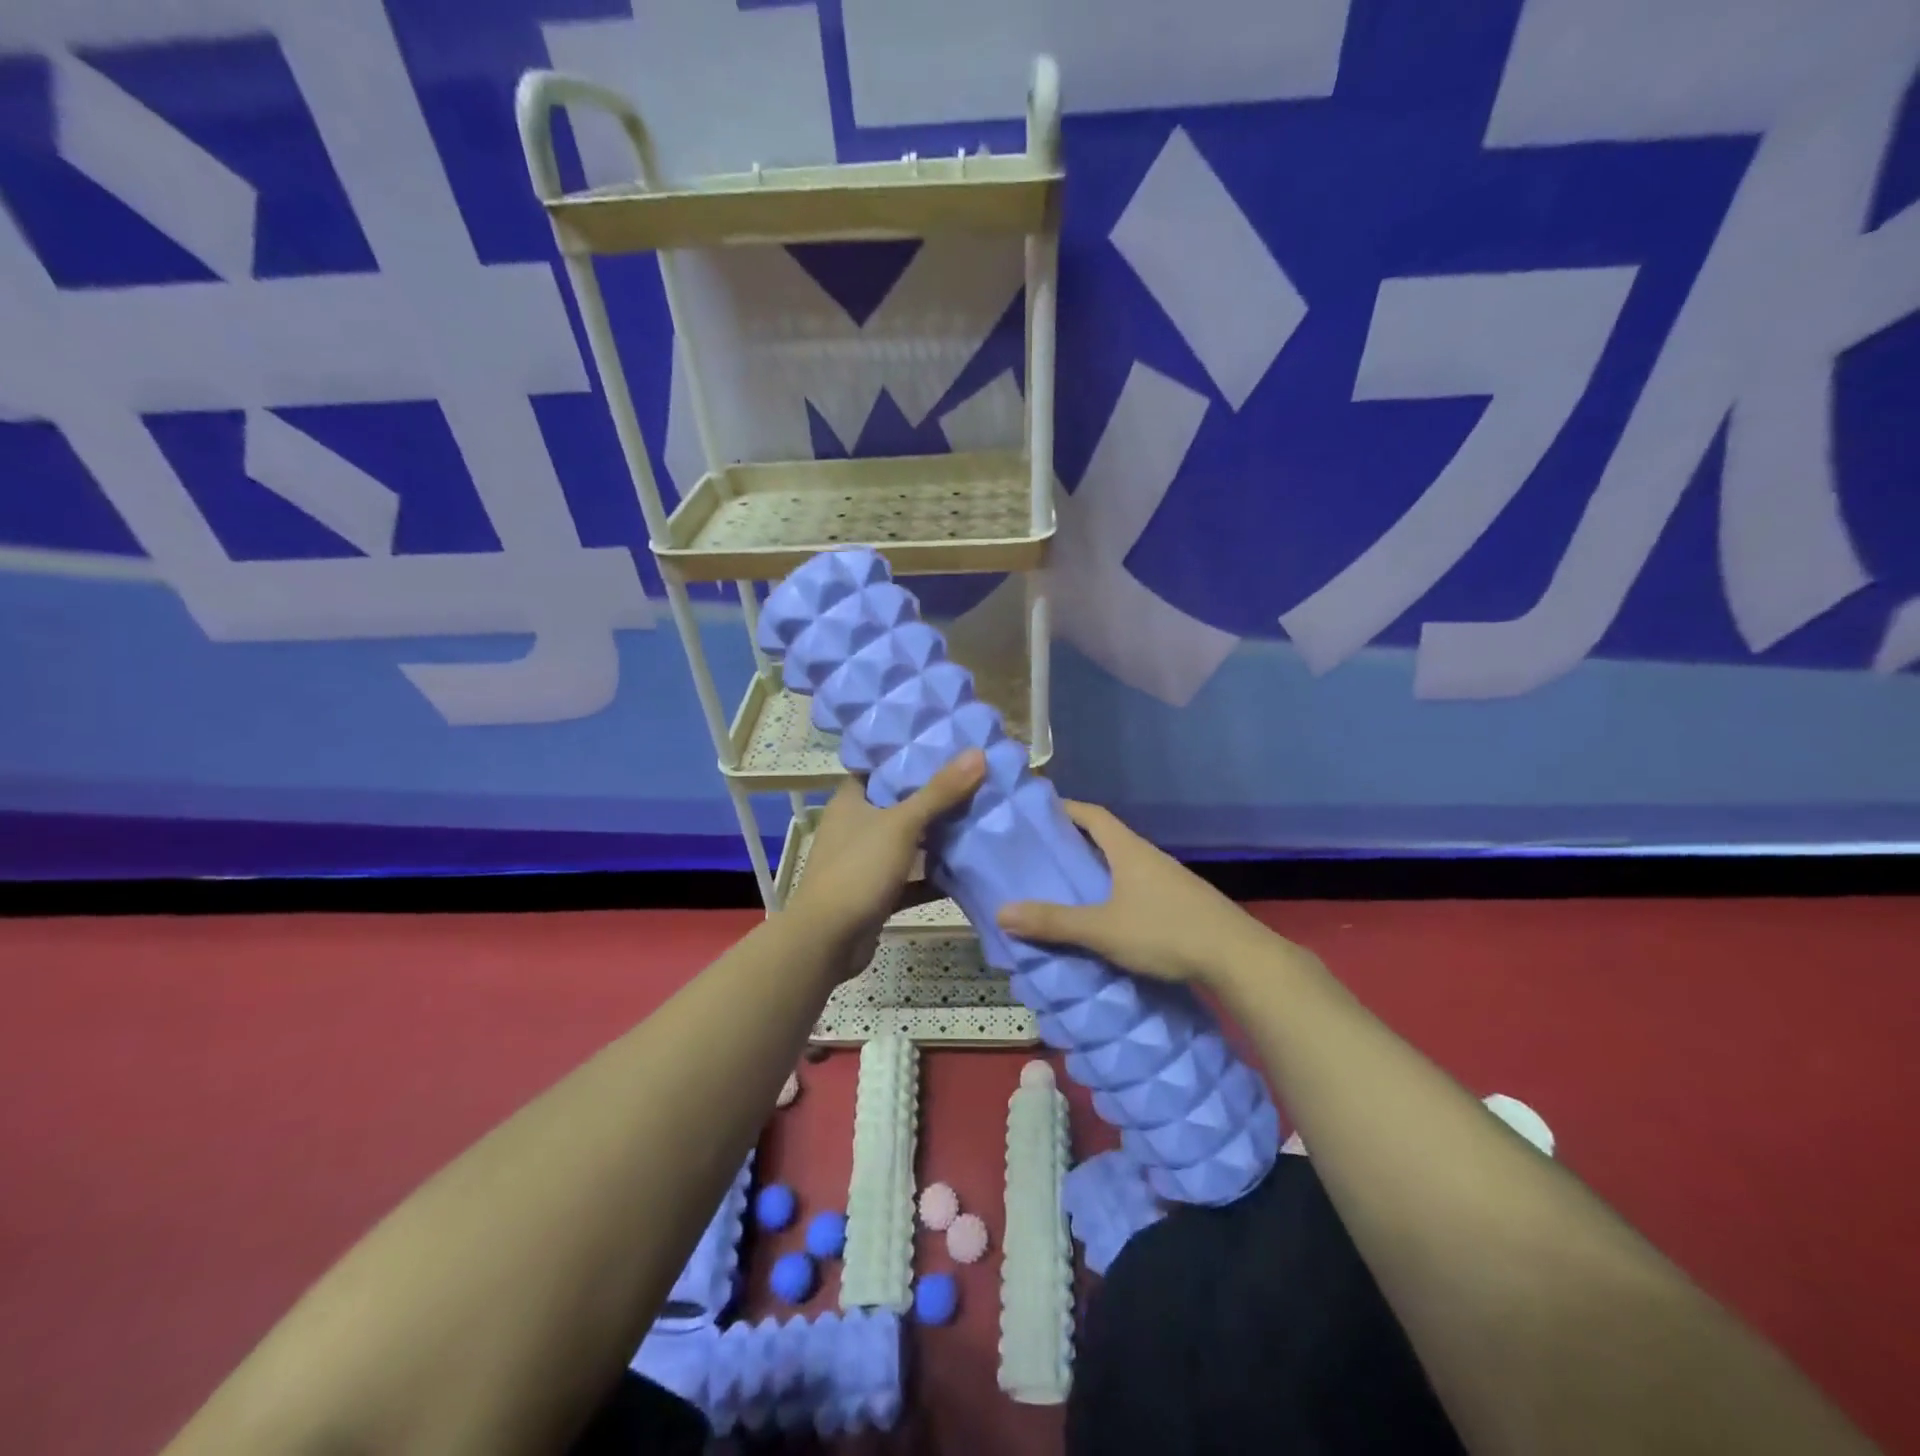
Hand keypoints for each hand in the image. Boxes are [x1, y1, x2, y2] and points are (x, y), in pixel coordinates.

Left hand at [785, 750, 986, 979]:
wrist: (828, 940)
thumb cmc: (858, 869)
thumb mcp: (902, 824)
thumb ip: (939, 791)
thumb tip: (977, 752)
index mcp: (851, 801)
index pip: (880, 769)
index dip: (910, 757)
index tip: (948, 748)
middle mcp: (855, 827)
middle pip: (899, 805)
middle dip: (934, 798)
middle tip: (976, 782)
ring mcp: (865, 862)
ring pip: (907, 843)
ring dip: (937, 838)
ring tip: (979, 820)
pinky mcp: (877, 893)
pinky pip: (911, 879)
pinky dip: (934, 877)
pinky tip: (968, 871)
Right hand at [997, 801, 1273, 986]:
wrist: (1237, 957)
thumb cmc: (1165, 932)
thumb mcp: (1102, 929)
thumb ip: (1054, 922)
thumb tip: (1001, 912)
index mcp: (1128, 850)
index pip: (1092, 815)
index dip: (1065, 808)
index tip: (1038, 813)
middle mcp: (1148, 856)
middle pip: (1107, 838)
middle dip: (1075, 842)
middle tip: (1042, 855)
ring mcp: (1168, 879)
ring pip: (1123, 865)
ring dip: (1097, 869)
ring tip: (1067, 886)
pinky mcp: (1181, 903)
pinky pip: (1138, 887)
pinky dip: (1116, 891)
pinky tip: (1106, 915)